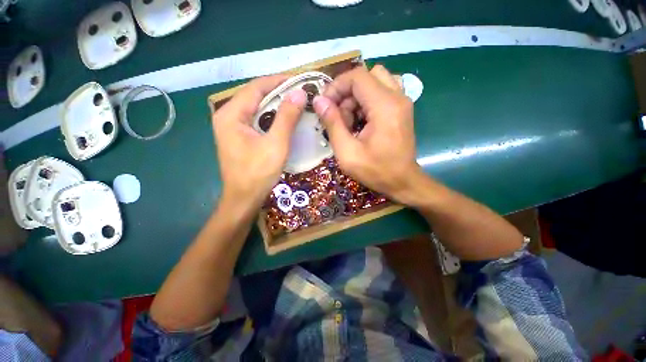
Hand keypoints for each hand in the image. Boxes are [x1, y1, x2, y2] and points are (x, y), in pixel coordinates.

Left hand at [212, 75, 306, 207]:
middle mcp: (228, 116)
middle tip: (301, 92)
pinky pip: (258, 120)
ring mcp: (233, 127)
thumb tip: (299, 93)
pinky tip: (285, 119)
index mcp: (231, 114)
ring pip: (257, 108)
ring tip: (297, 103)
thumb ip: (286, 117)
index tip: (300, 80)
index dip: (279, 81)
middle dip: (279, 92)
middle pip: (256, 96)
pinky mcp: (240, 137)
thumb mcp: (275, 144)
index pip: (256, 87)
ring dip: (277, 104)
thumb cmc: (258, 173)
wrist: (244, 198)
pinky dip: (272, 117)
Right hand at [313, 65, 421, 202]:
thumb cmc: (375, 171)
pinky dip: (367, 102)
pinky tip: (362, 122)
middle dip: (347, 93)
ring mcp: (403, 101)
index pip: (357, 76)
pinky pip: (382, 92)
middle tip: (339, 118)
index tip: (325, 105)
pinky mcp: (402, 109)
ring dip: (357, 97)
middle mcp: (397, 97)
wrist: (403, 182)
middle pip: (366, 75)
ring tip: (351, 121)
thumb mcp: (347, 152)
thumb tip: (319, 101)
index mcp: (385, 106)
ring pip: (375, 82)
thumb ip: (332, 124)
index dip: (336, 87)